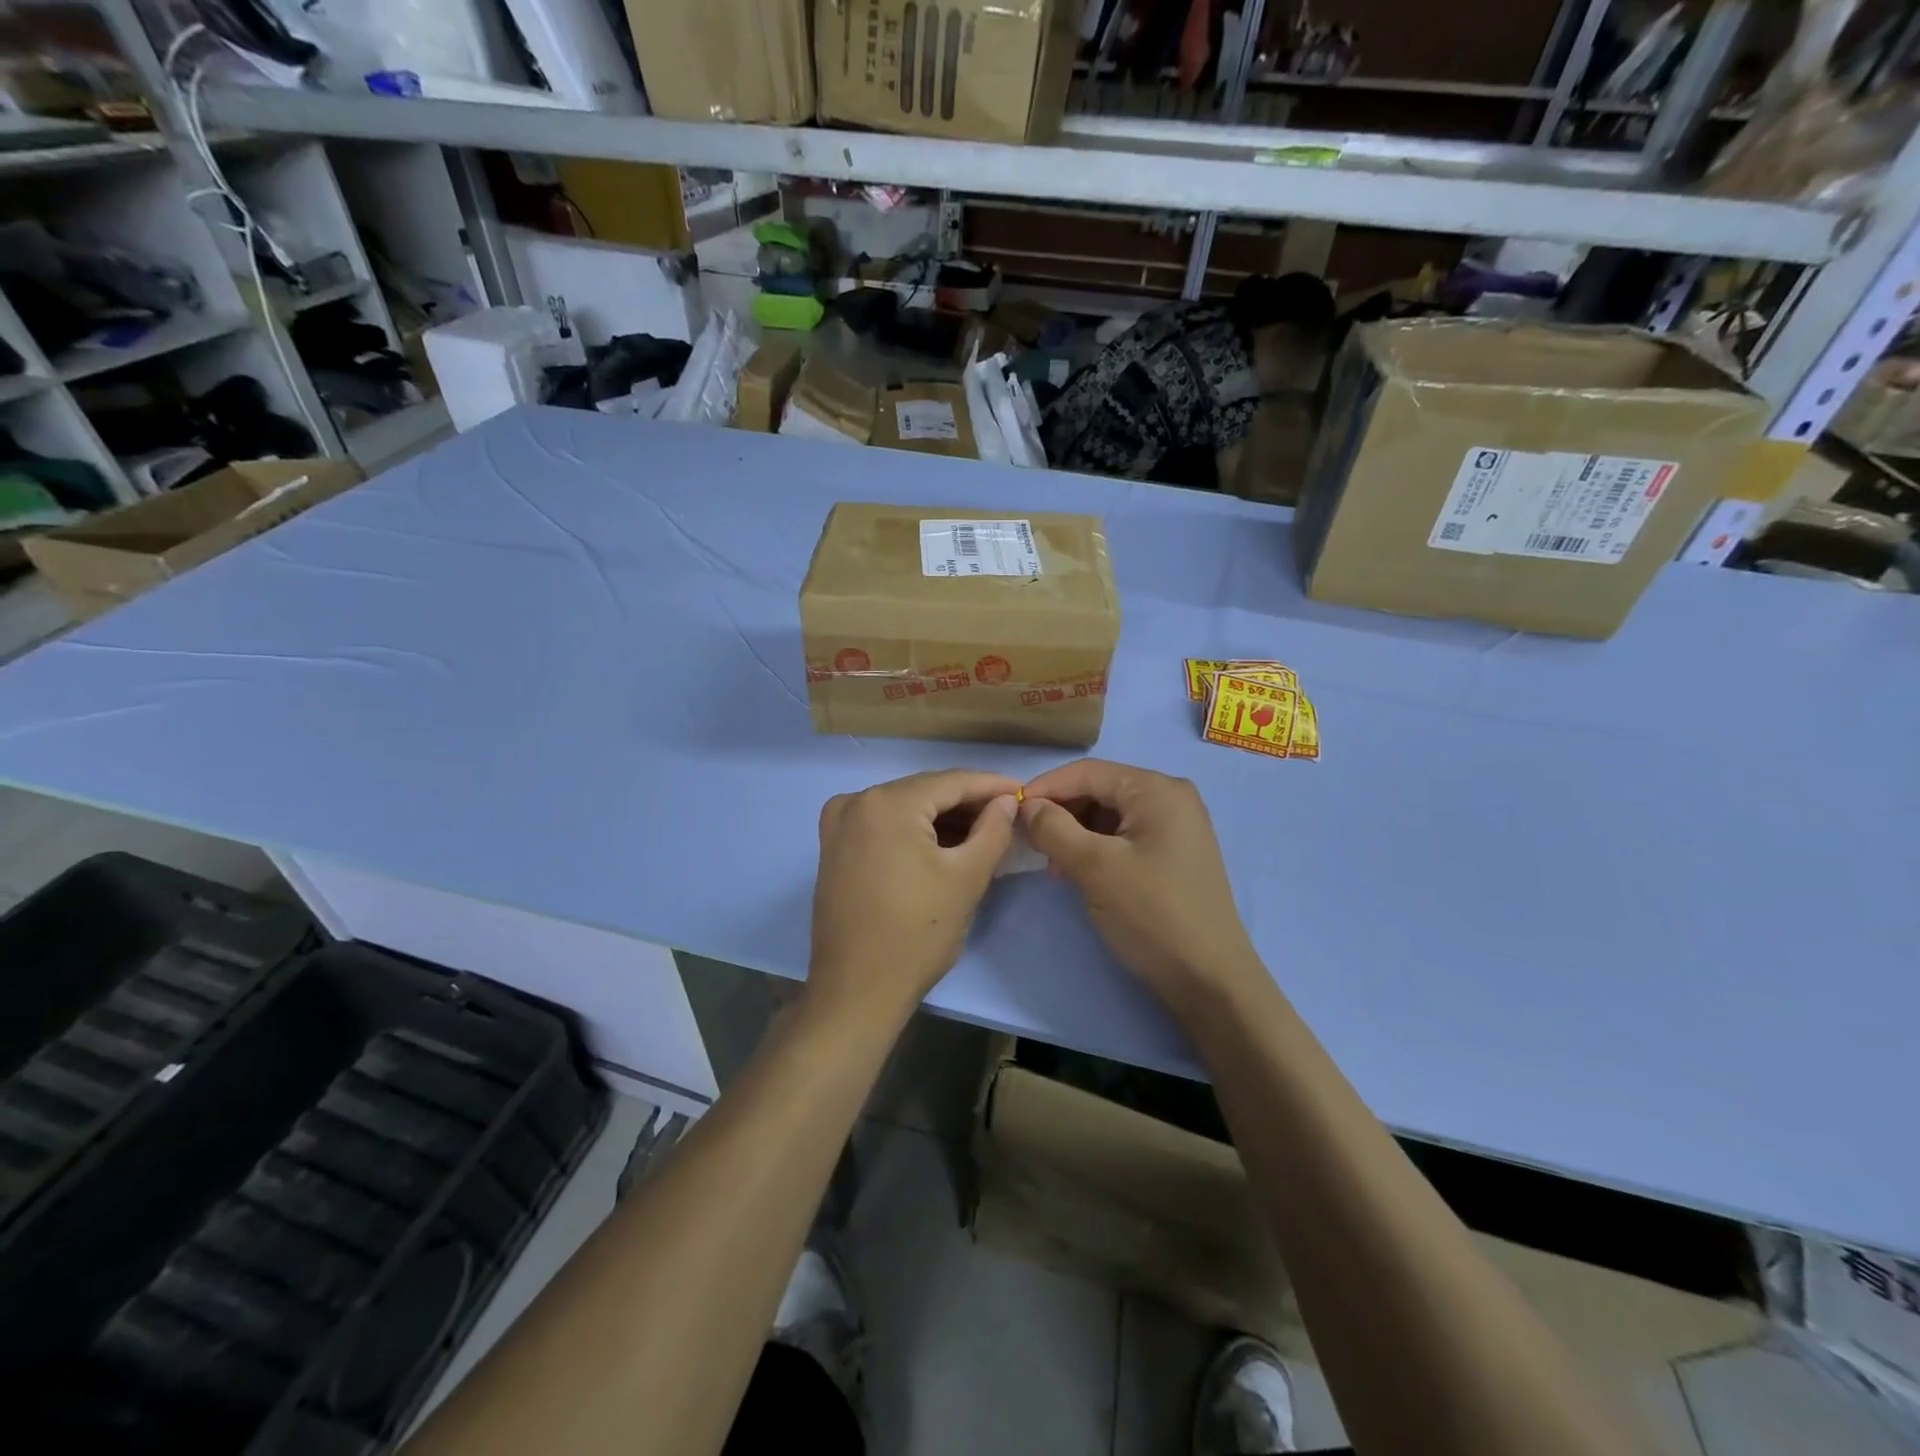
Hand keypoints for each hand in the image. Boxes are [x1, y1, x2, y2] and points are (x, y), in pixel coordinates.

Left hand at [810, 768, 1021, 1023]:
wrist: (856, 990)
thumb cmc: (917, 934)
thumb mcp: (967, 878)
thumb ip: (993, 830)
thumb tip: (1005, 802)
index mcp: (887, 803)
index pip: (951, 781)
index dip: (991, 785)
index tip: (1023, 792)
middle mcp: (856, 802)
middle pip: (925, 791)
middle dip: (967, 802)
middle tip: (1008, 813)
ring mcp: (839, 824)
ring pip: (904, 807)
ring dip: (943, 817)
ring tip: (985, 829)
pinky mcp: (834, 847)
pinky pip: (884, 824)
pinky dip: (915, 829)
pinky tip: (945, 842)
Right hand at [1020, 759, 1265, 1010]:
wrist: (1209, 980)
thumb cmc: (1151, 914)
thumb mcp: (1094, 867)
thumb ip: (1054, 828)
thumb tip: (1027, 806)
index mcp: (1157, 789)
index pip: (1088, 772)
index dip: (1046, 787)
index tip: (1010, 812)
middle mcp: (1171, 798)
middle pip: (1100, 790)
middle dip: (1062, 812)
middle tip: (1031, 843)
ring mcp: (1177, 827)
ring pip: (1110, 815)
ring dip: (1076, 833)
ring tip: (1054, 864)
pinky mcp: (1175, 854)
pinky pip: (1125, 836)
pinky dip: (1097, 848)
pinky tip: (1079, 872)